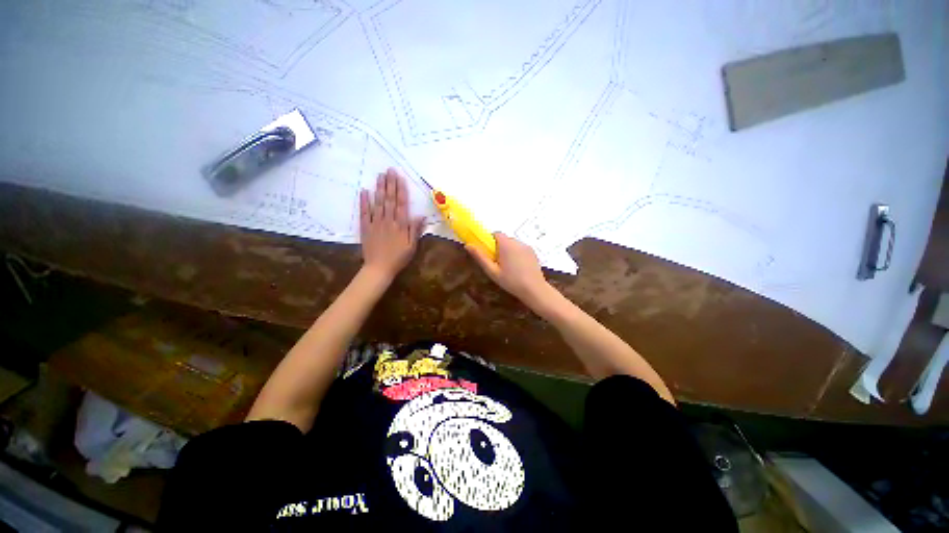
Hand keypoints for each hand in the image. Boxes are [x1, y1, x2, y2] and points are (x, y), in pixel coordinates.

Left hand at [360, 168, 423, 280]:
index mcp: (400, 225)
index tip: (400, 177)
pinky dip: (364, 202)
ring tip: (380, 176)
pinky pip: (364, 212)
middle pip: (389, 199)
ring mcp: (375, 223)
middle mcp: (388, 220)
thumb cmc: (398, 258)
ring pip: (378, 203)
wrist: (379, 268)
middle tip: (389, 170)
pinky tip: (364, 191)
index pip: (401, 204)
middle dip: (390, 184)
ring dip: (379, 188)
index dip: (401, 190)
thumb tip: (421, 215)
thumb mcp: (412, 246)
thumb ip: (415, 230)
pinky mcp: (365, 228)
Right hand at [467, 232, 551, 304]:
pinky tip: (518, 268)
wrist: (534, 289)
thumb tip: (468, 245)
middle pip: (504, 239)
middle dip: (499, 248)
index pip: (495, 234)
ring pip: (513, 244)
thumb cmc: (511, 281)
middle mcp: (517, 242)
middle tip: (497, 263)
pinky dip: (517, 254)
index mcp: (506, 244)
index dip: (490, 242)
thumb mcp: (492, 271)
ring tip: (509, 267)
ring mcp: (526, 246)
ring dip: (508, 251)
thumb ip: (480, 257)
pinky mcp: (533, 252)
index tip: (489, 254)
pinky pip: (520, 249)